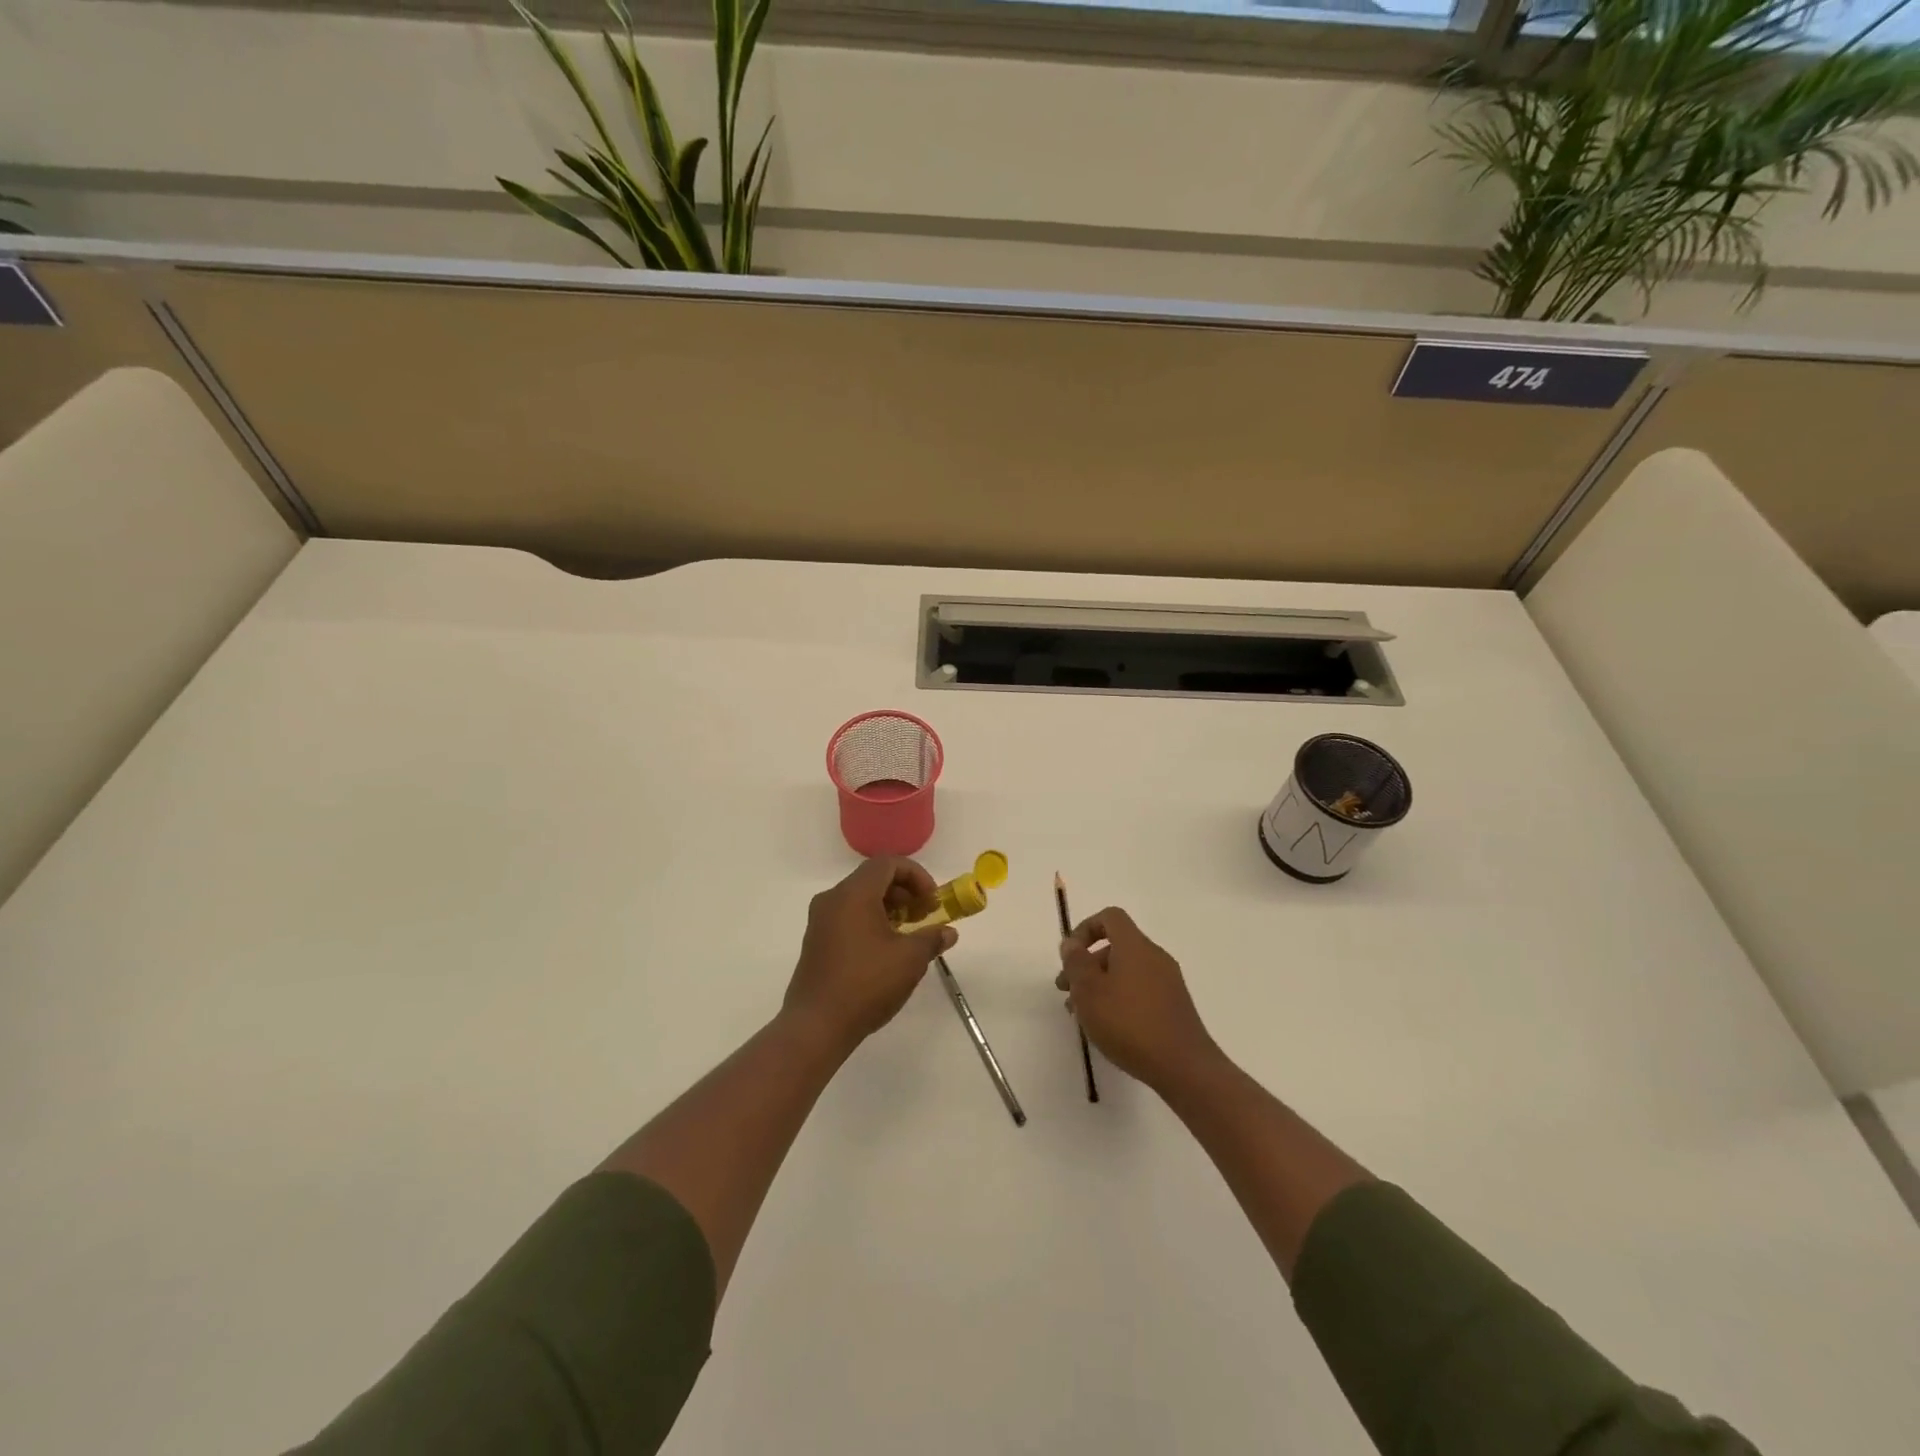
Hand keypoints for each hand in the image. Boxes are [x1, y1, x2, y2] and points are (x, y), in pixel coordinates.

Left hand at [783, 857, 955, 1052]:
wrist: (816, 1025)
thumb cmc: (867, 983)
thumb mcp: (910, 959)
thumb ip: (932, 938)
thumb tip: (948, 932)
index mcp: (853, 893)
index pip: (888, 864)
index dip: (916, 876)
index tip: (932, 901)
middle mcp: (833, 899)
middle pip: (873, 878)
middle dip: (904, 892)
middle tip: (924, 916)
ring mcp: (820, 921)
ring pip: (860, 899)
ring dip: (889, 908)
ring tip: (908, 935)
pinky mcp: (815, 941)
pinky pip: (847, 917)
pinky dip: (870, 921)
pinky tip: (885, 951)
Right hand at [1056, 907, 1220, 1092]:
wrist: (1184, 1066)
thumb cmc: (1129, 1023)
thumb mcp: (1089, 991)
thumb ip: (1076, 962)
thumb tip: (1072, 943)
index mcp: (1135, 946)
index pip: (1110, 917)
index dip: (1085, 929)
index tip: (1070, 956)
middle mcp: (1154, 956)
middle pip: (1116, 947)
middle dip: (1087, 964)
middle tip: (1067, 992)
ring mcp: (1168, 982)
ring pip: (1126, 971)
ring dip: (1100, 985)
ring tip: (1082, 1016)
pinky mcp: (1174, 1006)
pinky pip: (1140, 990)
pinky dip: (1119, 998)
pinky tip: (1108, 1027)